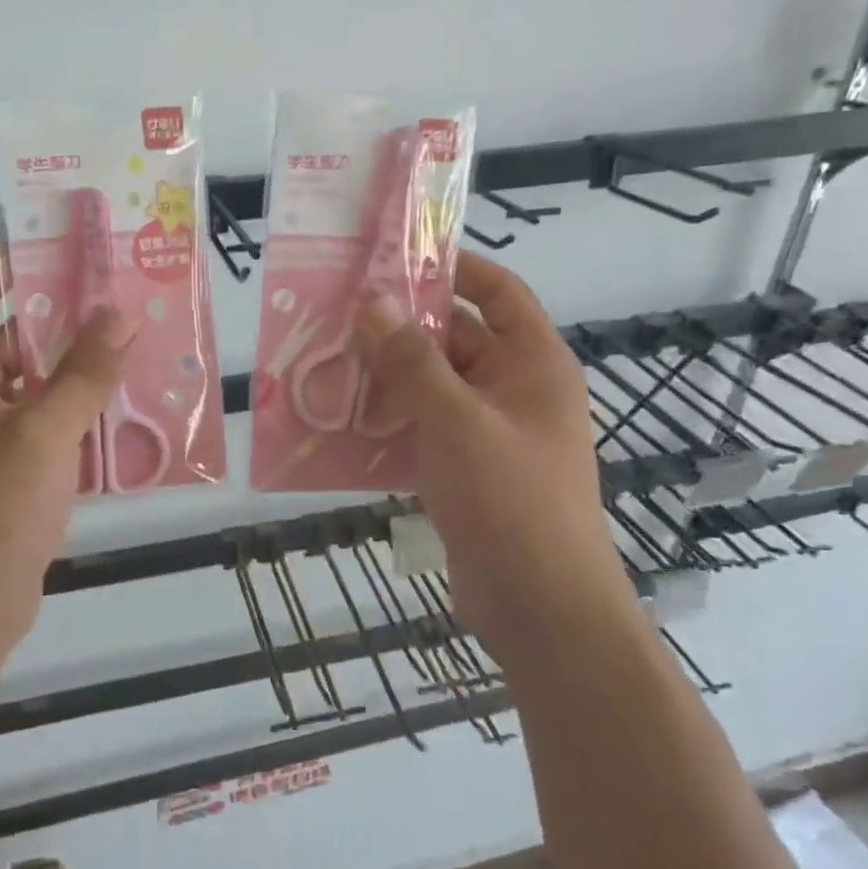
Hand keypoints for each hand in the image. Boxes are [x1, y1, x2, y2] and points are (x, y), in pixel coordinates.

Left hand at [0, 251, 135, 672]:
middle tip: (128, 293)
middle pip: (15, 334)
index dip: (22, 260)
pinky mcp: (6, 468)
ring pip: (37, 381)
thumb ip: (85, 372)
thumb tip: (121, 311)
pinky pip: (46, 422)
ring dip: (81, 367)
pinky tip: (131, 404)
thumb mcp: (44, 434)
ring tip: (141, 341)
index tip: (78, 244)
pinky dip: (80, 411)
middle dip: (69, 316)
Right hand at [356, 252, 633, 657]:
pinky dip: (387, 420)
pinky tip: (339, 420)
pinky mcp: (465, 470)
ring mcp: (488, 433)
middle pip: (454, 339)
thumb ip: (412, 360)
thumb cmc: (512, 501)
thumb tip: (373, 301)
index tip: (396, 257)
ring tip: (326, 361)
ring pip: (431, 386)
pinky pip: (422, 428)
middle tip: (337, 312)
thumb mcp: (457, 421)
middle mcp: (513, 390)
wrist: (541, 611)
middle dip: (400, 326)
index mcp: (533, 365)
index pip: (498, 293)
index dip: (454, 268)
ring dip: (385, 376)